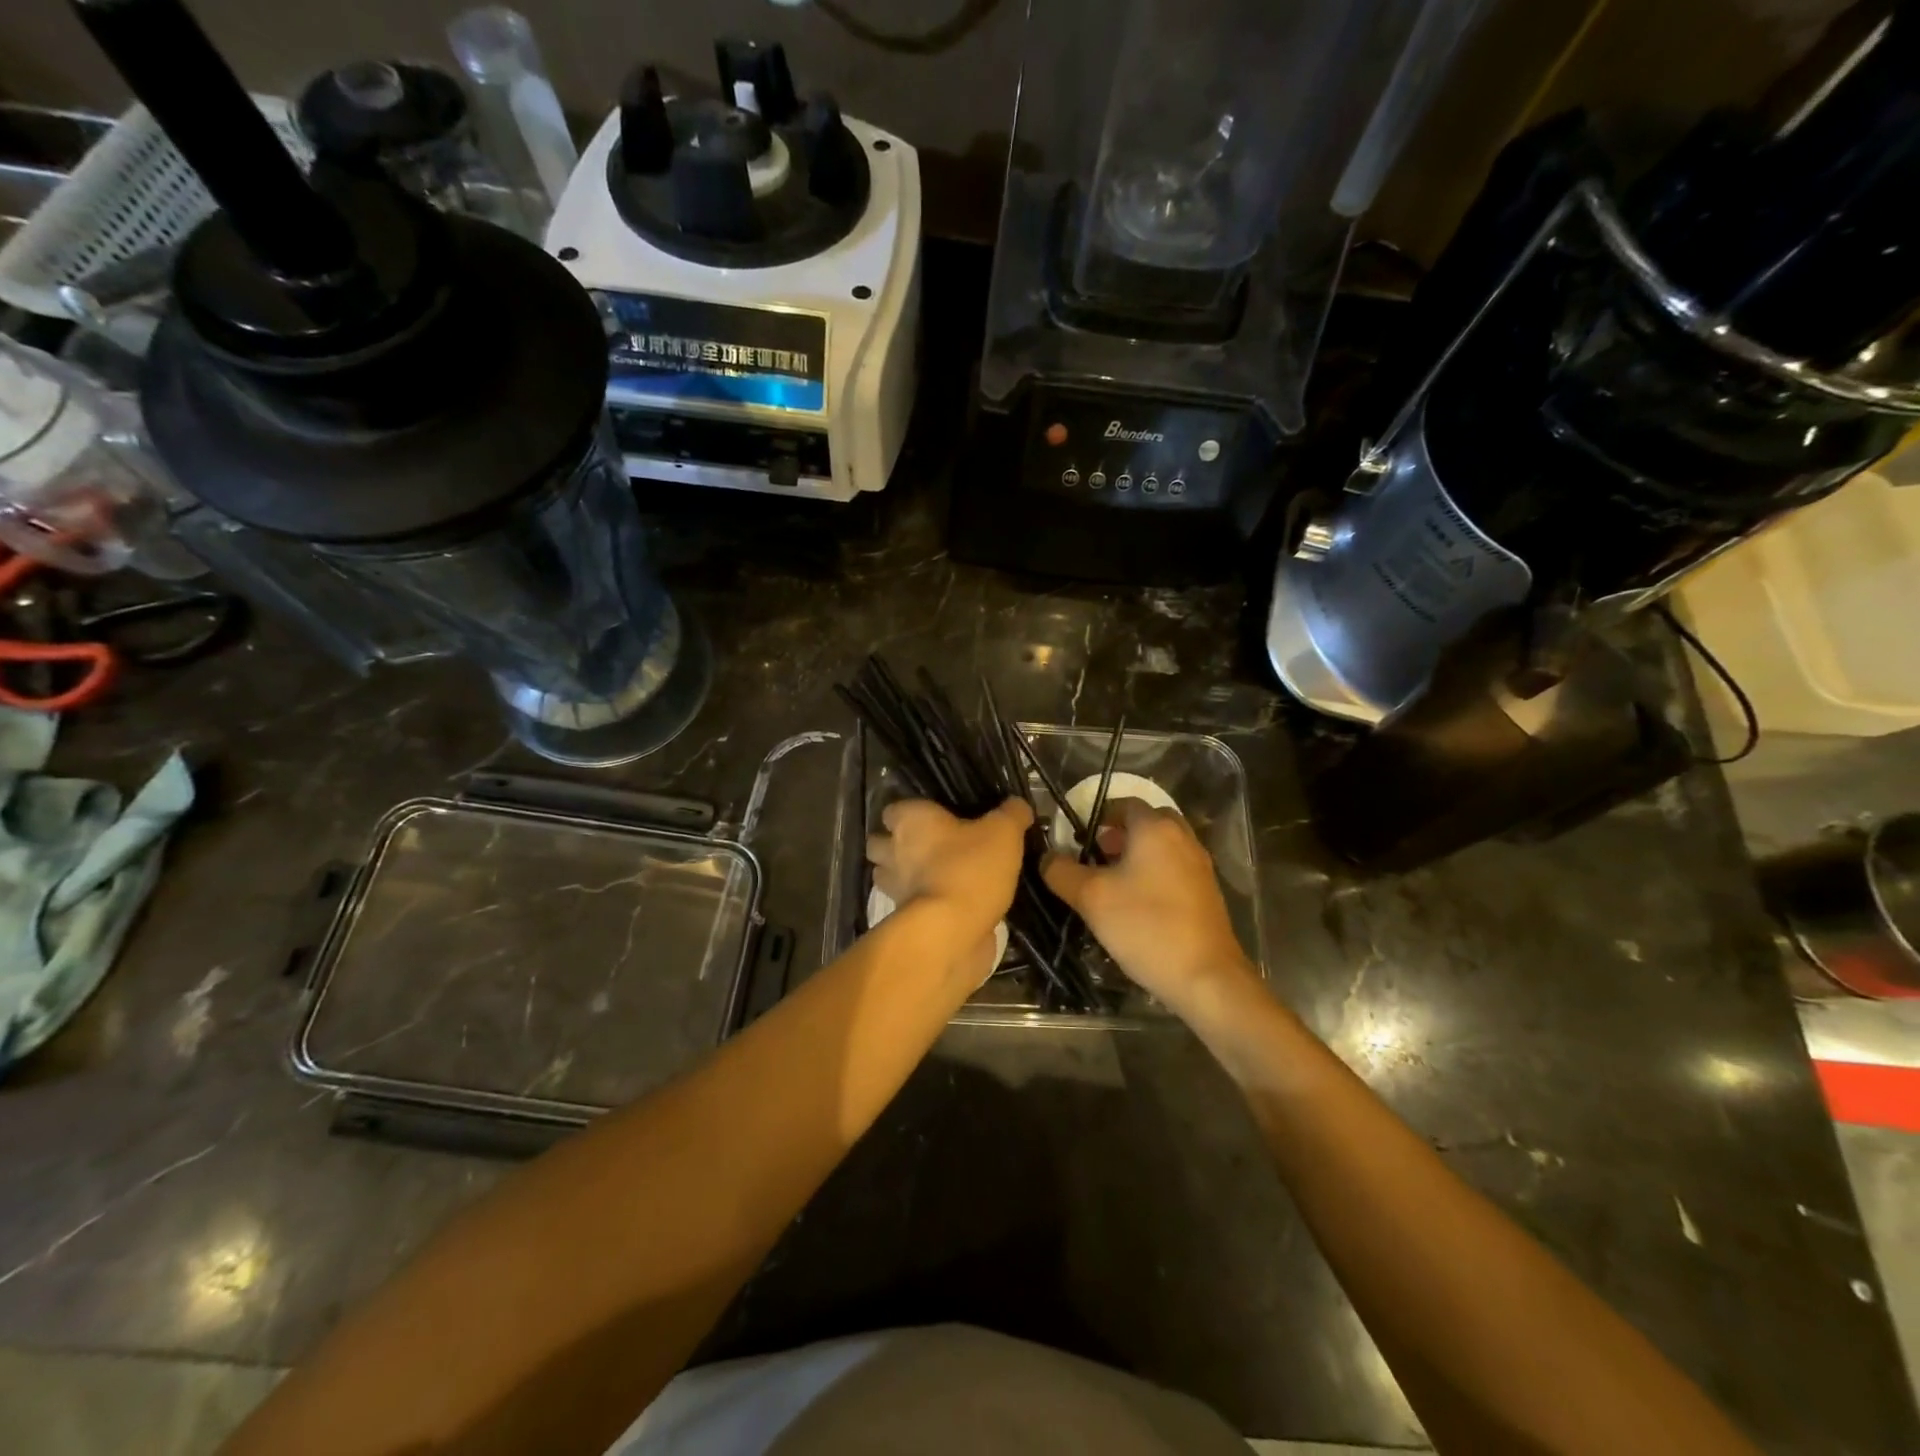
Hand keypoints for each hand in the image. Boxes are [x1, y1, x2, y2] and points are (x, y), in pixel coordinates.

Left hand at [867, 798, 1031, 949]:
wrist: (952, 931)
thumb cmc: (970, 868)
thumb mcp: (1003, 832)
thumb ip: (1011, 814)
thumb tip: (1017, 806)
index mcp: (910, 821)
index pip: (892, 810)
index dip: (908, 813)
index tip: (933, 818)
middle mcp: (892, 851)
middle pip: (881, 843)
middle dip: (896, 845)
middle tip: (931, 846)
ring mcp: (894, 888)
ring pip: (888, 875)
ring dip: (904, 875)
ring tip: (936, 874)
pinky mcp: (903, 919)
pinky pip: (908, 904)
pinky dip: (920, 902)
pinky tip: (946, 901)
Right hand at [1042, 799, 1254, 1014]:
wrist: (1206, 977)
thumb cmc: (1145, 926)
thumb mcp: (1090, 897)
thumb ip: (1061, 871)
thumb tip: (1047, 857)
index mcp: (1155, 829)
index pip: (1123, 803)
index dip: (1098, 816)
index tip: (1077, 839)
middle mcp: (1182, 838)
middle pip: (1147, 821)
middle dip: (1120, 834)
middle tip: (1097, 857)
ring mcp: (1199, 866)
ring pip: (1163, 846)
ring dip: (1138, 855)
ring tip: (1113, 883)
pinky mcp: (1207, 893)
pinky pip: (1175, 868)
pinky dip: (1156, 874)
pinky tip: (1139, 905)